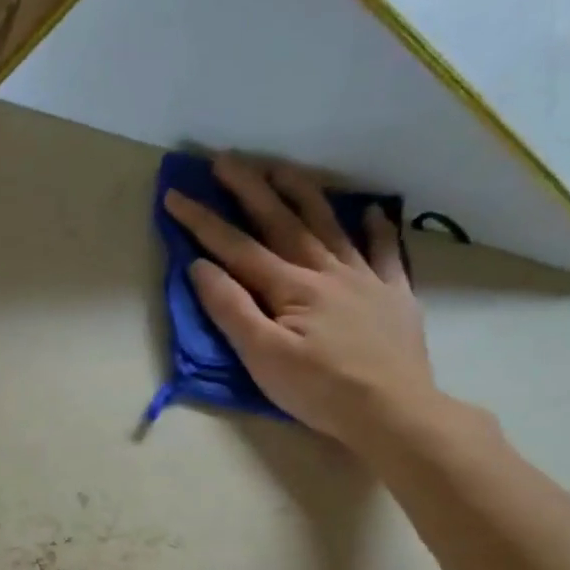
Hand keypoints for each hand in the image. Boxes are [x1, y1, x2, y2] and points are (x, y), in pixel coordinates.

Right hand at [163, 153, 437, 451]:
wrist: (393, 410)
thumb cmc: (318, 390)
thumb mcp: (262, 357)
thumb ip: (232, 309)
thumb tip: (202, 267)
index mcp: (290, 288)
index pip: (238, 247)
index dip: (204, 221)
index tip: (176, 195)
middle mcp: (327, 271)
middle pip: (283, 221)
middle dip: (251, 188)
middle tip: (226, 159)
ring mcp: (365, 278)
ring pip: (330, 225)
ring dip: (303, 193)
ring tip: (282, 168)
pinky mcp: (393, 294)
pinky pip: (386, 251)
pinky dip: (377, 228)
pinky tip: (371, 211)